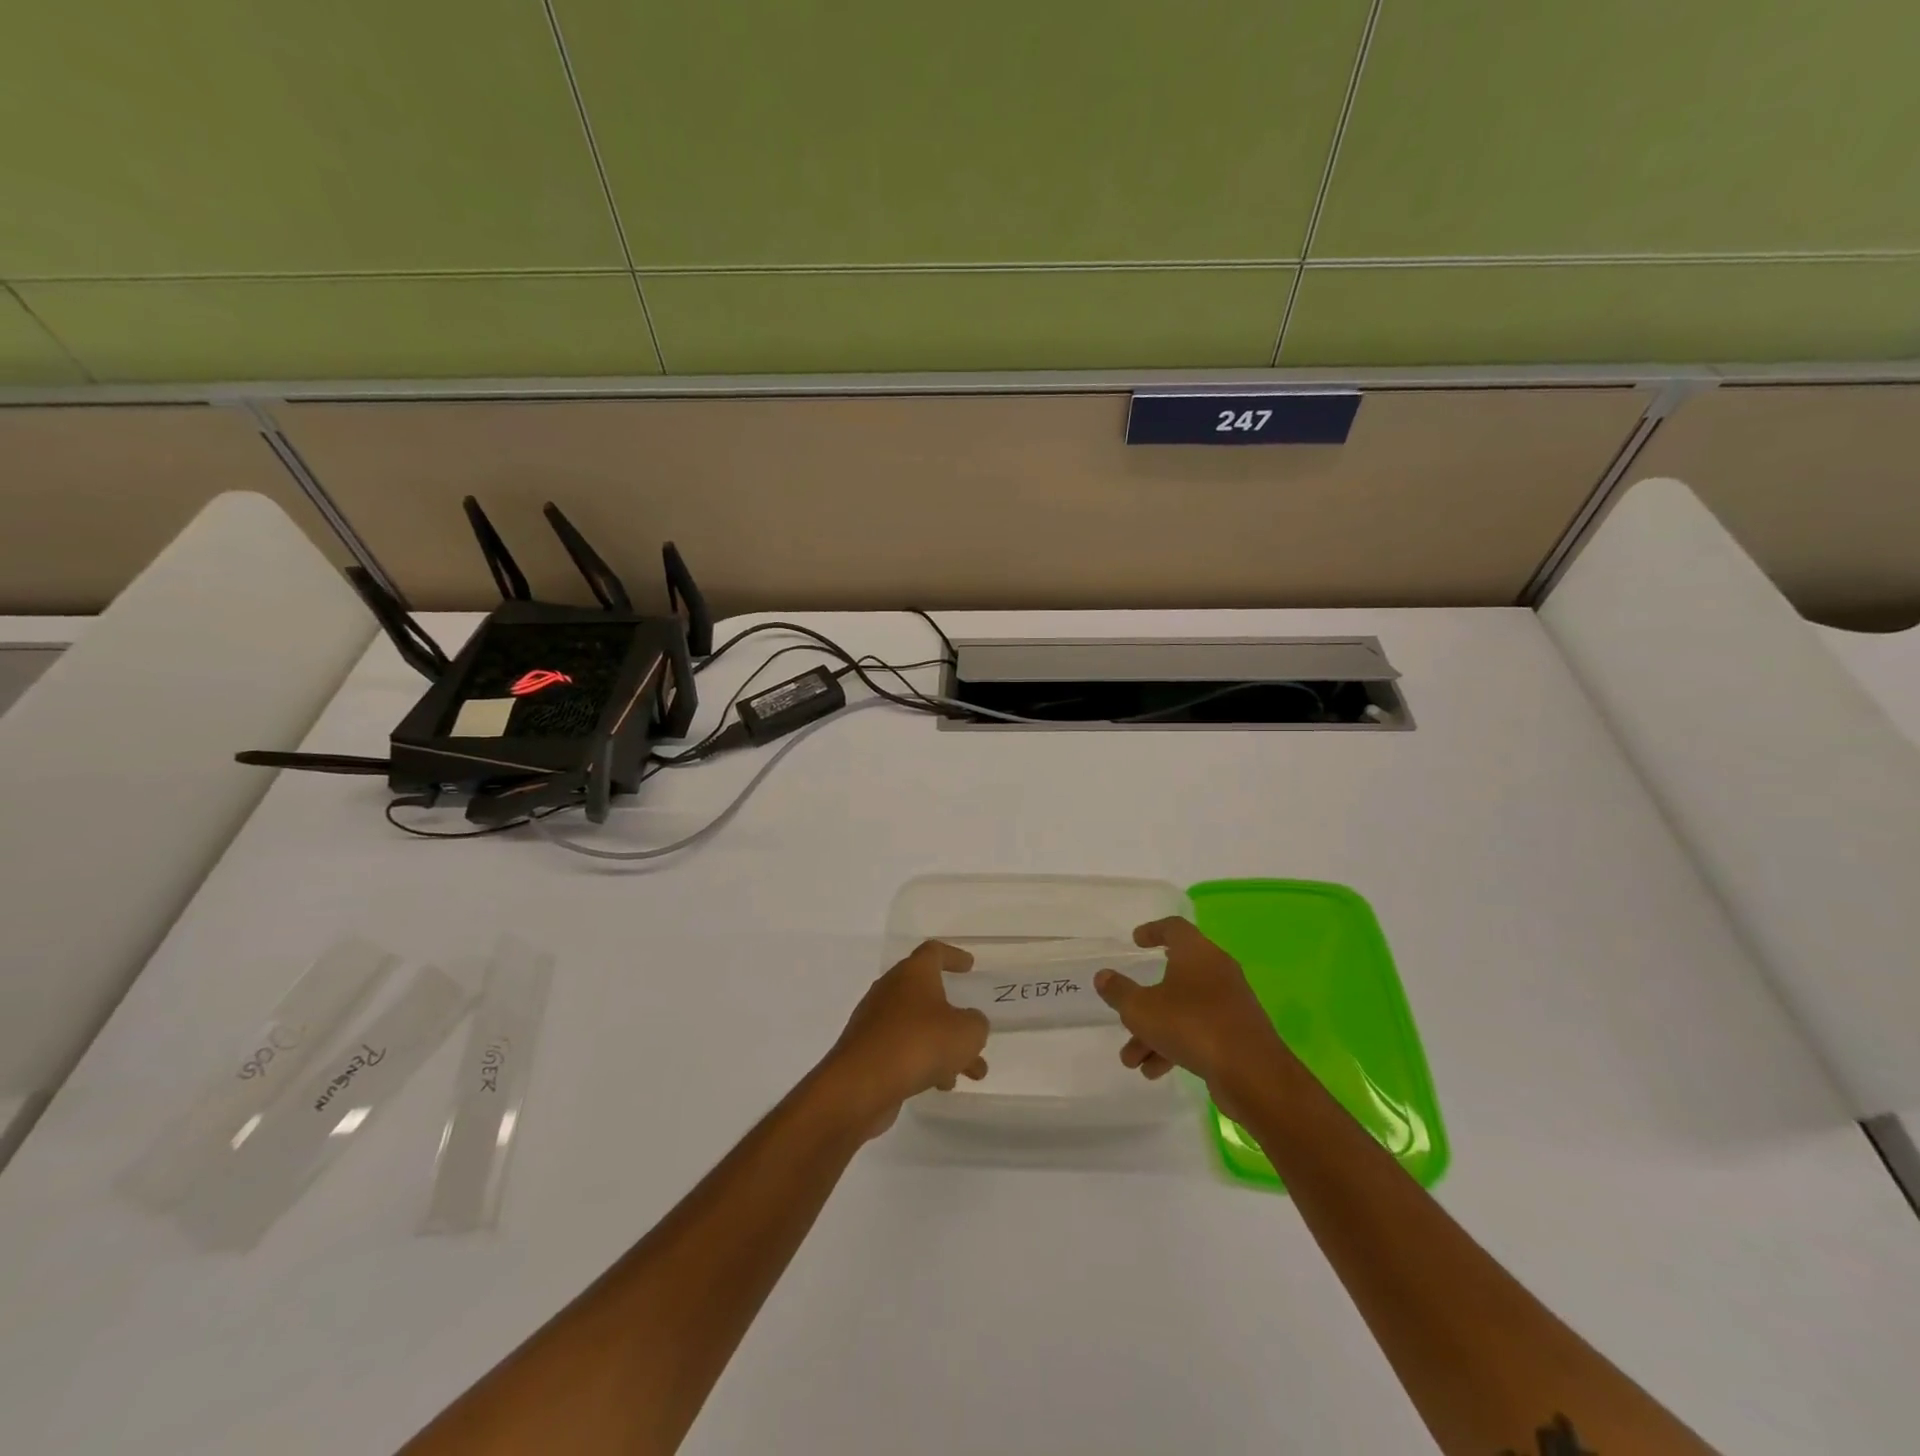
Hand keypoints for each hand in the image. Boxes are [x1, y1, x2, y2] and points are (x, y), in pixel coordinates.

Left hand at [819, 941, 989, 1137]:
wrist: (860, 1085)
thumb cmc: (918, 1044)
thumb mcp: (966, 1033)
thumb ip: (976, 1024)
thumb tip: (969, 1024)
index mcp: (913, 973)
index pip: (934, 952)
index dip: (953, 956)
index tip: (969, 965)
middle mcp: (891, 990)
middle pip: (928, 994)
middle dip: (955, 1017)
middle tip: (975, 1033)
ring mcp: (875, 1021)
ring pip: (919, 1027)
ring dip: (945, 1046)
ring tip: (971, 1073)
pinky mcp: (867, 1051)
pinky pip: (903, 1049)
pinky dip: (924, 1061)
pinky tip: (941, 1085)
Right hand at [1095, 916, 1293, 1123]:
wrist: (1252, 1074)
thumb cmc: (1191, 1025)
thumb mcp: (1141, 1009)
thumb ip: (1118, 991)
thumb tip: (1103, 976)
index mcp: (1197, 953)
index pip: (1174, 928)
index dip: (1152, 931)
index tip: (1135, 941)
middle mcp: (1217, 971)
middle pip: (1174, 976)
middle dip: (1144, 1002)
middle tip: (1124, 1015)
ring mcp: (1230, 1003)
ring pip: (1183, 1009)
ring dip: (1154, 1032)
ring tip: (1131, 1061)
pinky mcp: (1238, 1033)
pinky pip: (1199, 1031)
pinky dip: (1175, 1045)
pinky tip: (1154, 1071)